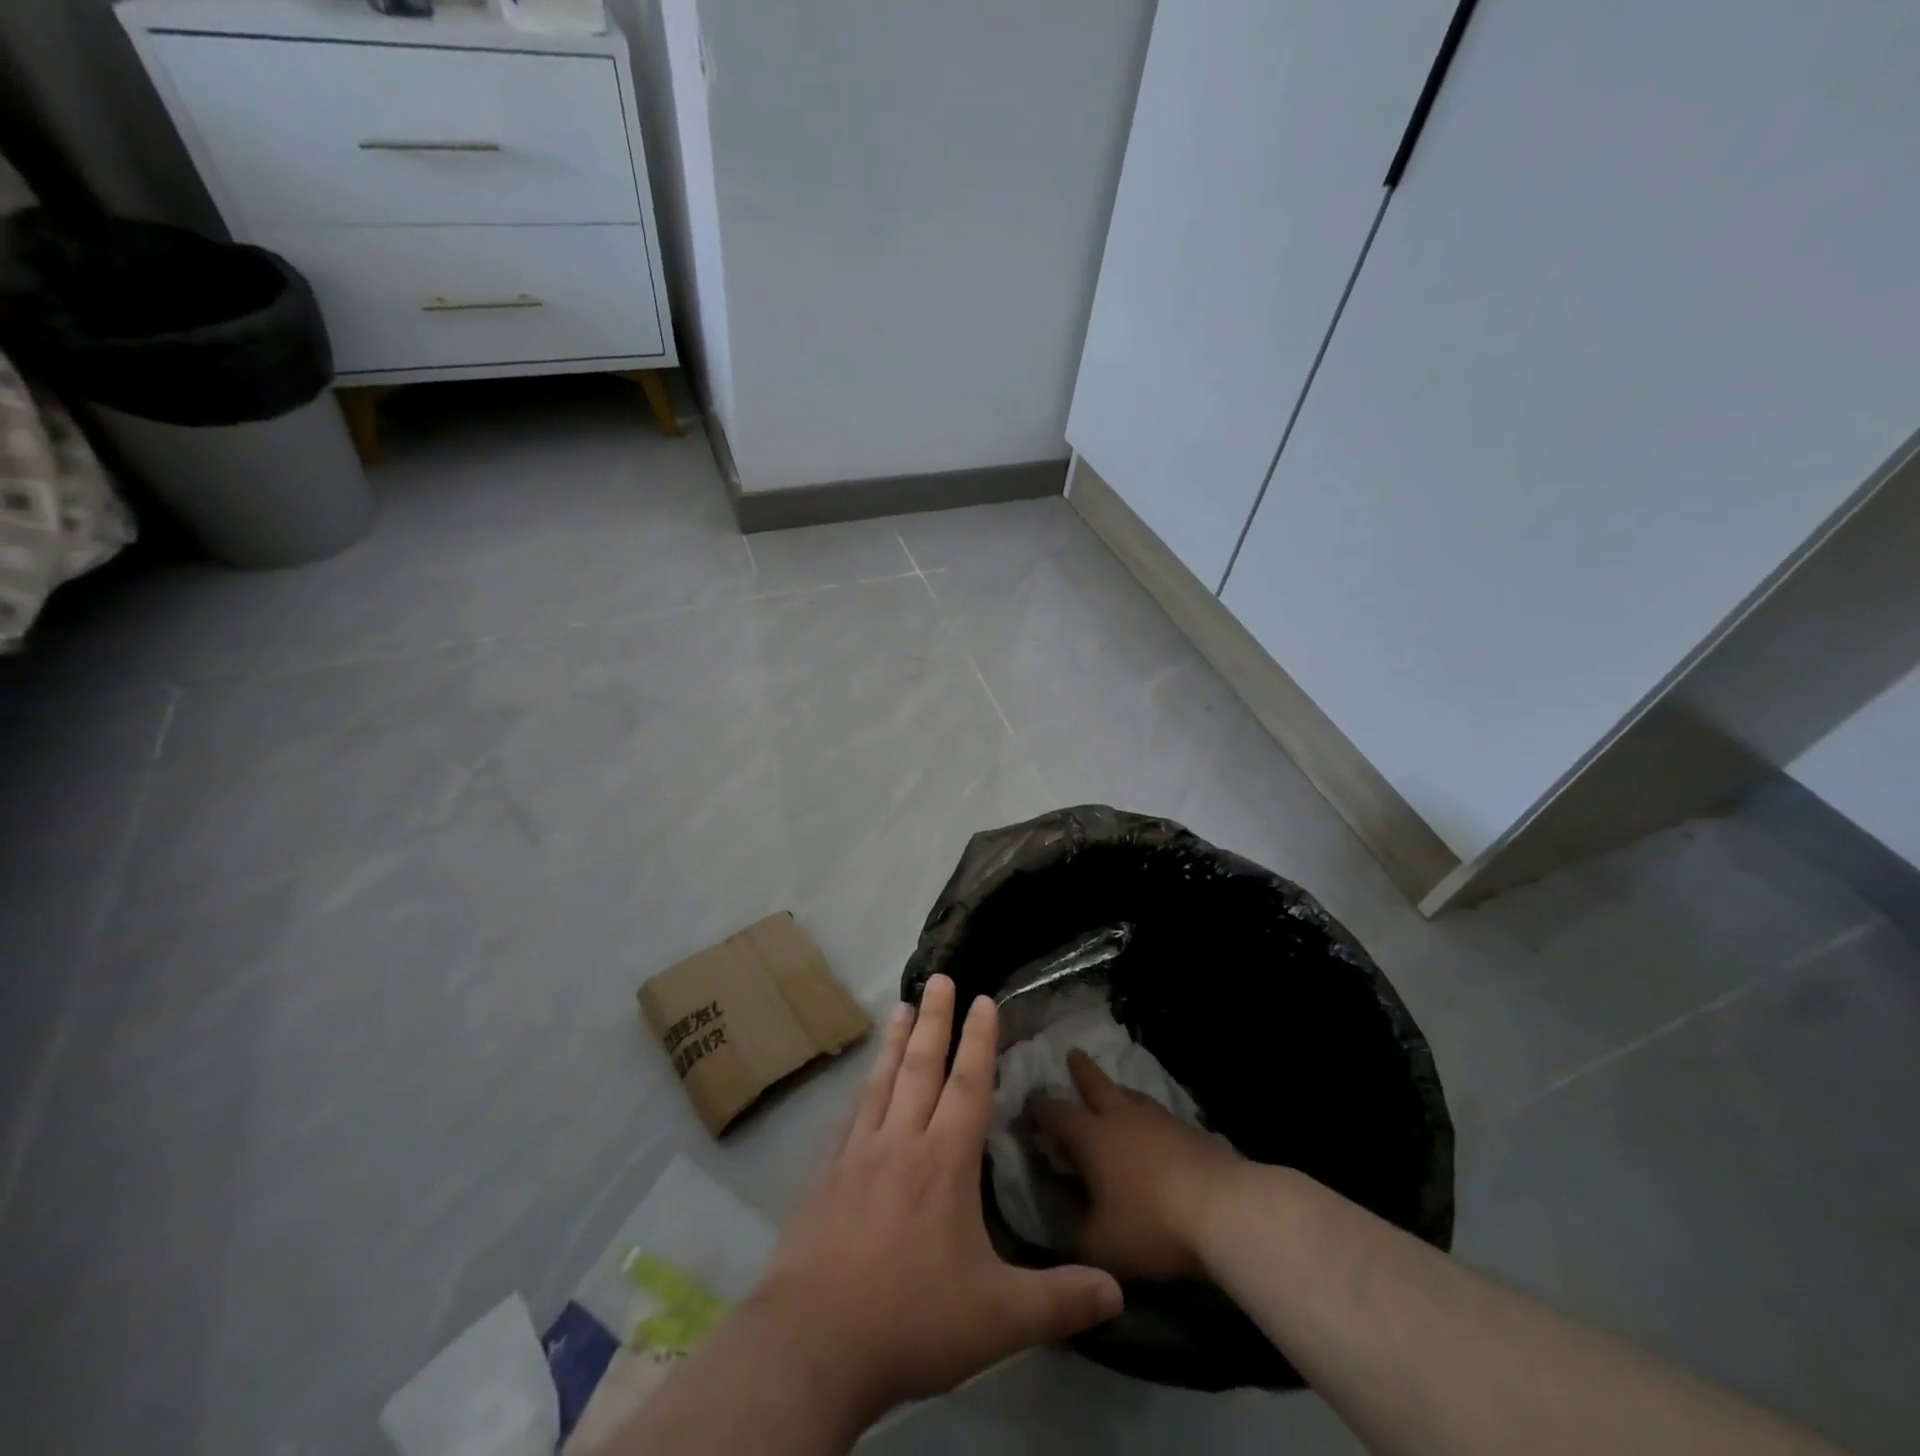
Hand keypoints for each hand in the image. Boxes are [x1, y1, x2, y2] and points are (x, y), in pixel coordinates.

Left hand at [746, 976, 1123, 1426]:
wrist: (812, 1344)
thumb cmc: (912, 1321)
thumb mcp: (999, 1319)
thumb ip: (1060, 1299)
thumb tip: (1119, 1293)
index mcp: (944, 1162)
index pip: (967, 1084)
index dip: (978, 1039)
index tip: (982, 999)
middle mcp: (901, 1143)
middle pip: (921, 1067)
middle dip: (935, 1019)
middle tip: (939, 978)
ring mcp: (858, 1156)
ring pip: (882, 1082)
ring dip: (895, 1041)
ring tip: (901, 1006)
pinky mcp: (826, 1177)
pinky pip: (852, 1116)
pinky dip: (864, 1088)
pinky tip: (863, 1083)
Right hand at [1030, 1049, 1243, 1281]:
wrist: (1224, 1211)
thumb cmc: (1151, 1224)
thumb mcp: (1099, 1244)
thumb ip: (1073, 1234)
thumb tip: (1060, 1229)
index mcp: (1091, 1137)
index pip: (1056, 1114)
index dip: (1038, 1108)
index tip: (1027, 1101)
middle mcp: (1122, 1117)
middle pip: (1096, 1084)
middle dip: (1081, 1071)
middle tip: (1072, 1054)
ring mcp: (1160, 1120)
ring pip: (1132, 1095)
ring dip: (1118, 1091)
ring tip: (1114, 1090)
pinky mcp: (1193, 1132)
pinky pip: (1162, 1117)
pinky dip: (1151, 1118)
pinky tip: (1157, 1129)